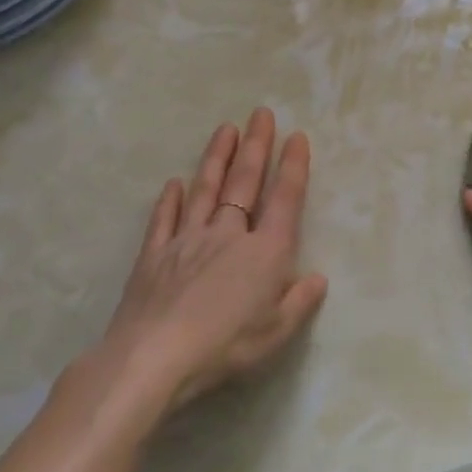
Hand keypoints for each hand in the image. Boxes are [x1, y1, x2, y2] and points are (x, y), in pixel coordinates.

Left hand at [103, 109, 327, 415]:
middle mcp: (228, 235)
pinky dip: (170, 200)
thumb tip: (317, 278)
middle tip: (261, 114)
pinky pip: (164, 220)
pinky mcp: (154, 256)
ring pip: (206, 190)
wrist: (154, 357)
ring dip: (217, 158)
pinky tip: (174, 183)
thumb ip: (300, 301)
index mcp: (265, 252)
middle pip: (245, 183)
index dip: (293, 167)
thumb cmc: (226, 345)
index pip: (284, 199)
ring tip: (225, 128)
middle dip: (256, 146)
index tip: (296, 137)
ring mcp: (187, 241)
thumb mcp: (277, 332)